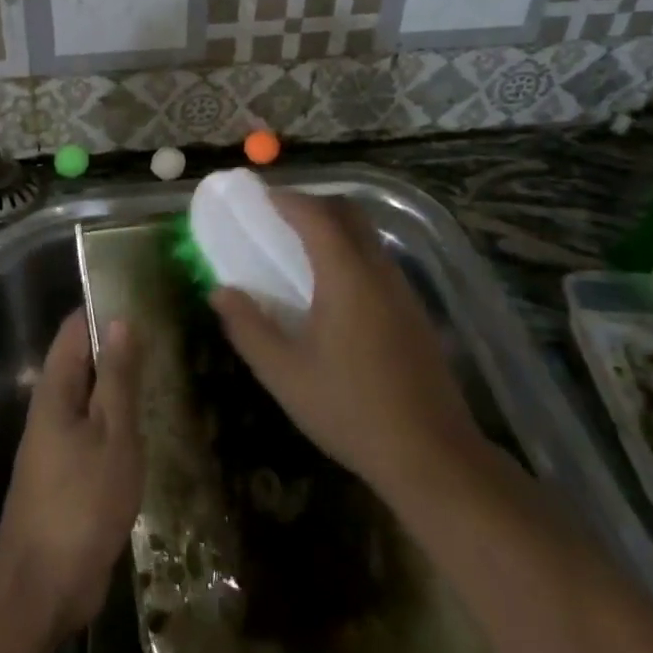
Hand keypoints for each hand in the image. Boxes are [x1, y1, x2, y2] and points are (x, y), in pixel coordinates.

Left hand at [0, 308, 143, 642]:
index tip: (143, 294)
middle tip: (169, 331)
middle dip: (120, 344)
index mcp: (55, 390)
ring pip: (93, 397)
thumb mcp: (112, 434)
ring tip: (169, 368)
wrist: (44, 586)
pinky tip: (154, 422)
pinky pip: (97, 430)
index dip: (104, 307)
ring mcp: (60, 442)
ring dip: (123, 384)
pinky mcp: (71, 473)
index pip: (75, 328)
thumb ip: (118, 378)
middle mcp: (53, 408)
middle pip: (84, 360)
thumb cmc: (81, 502)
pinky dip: (121, 419)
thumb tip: (120, 319)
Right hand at [209, 192, 489, 514]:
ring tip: (301, 246)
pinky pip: (379, 260)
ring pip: (369, 236)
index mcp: (347, 277)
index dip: (287, 199)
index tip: (261, 196)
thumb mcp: (285, 373)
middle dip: (314, 203)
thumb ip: (248, 327)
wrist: (432, 455)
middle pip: (350, 214)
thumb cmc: (350, 410)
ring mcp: (403, 291)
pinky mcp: (415, 313)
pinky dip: (351, 251)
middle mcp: (379, 272)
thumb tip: (220, 291)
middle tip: (280, 215)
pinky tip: (334, 286)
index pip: (316, 216)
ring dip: (335, 226)